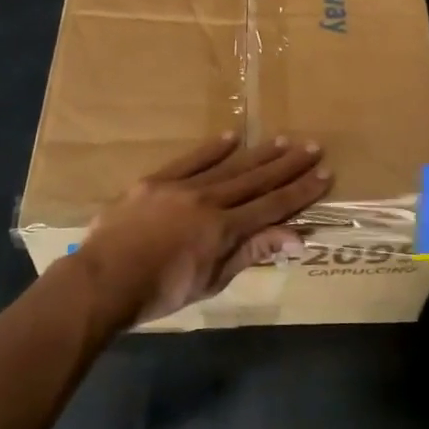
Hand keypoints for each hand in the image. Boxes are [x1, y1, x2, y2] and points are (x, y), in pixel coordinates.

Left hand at [77, 134, 331, 327]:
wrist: (104, 279)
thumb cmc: (160, 292)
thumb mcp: (212, 280)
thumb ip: (251, 253)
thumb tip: (296, 238)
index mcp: (224, 229)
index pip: (272, 206)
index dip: (301, 192)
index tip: (324, 174)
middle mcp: (209, 201)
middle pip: (256, 180)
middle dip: (287, 165)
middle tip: (313, 146)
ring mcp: (182, 187)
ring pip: (228, 166)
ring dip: (258, 153)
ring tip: (283, 140)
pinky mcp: (156, 181)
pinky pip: (190, 160)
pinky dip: (212, 149)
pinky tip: (232, 137)